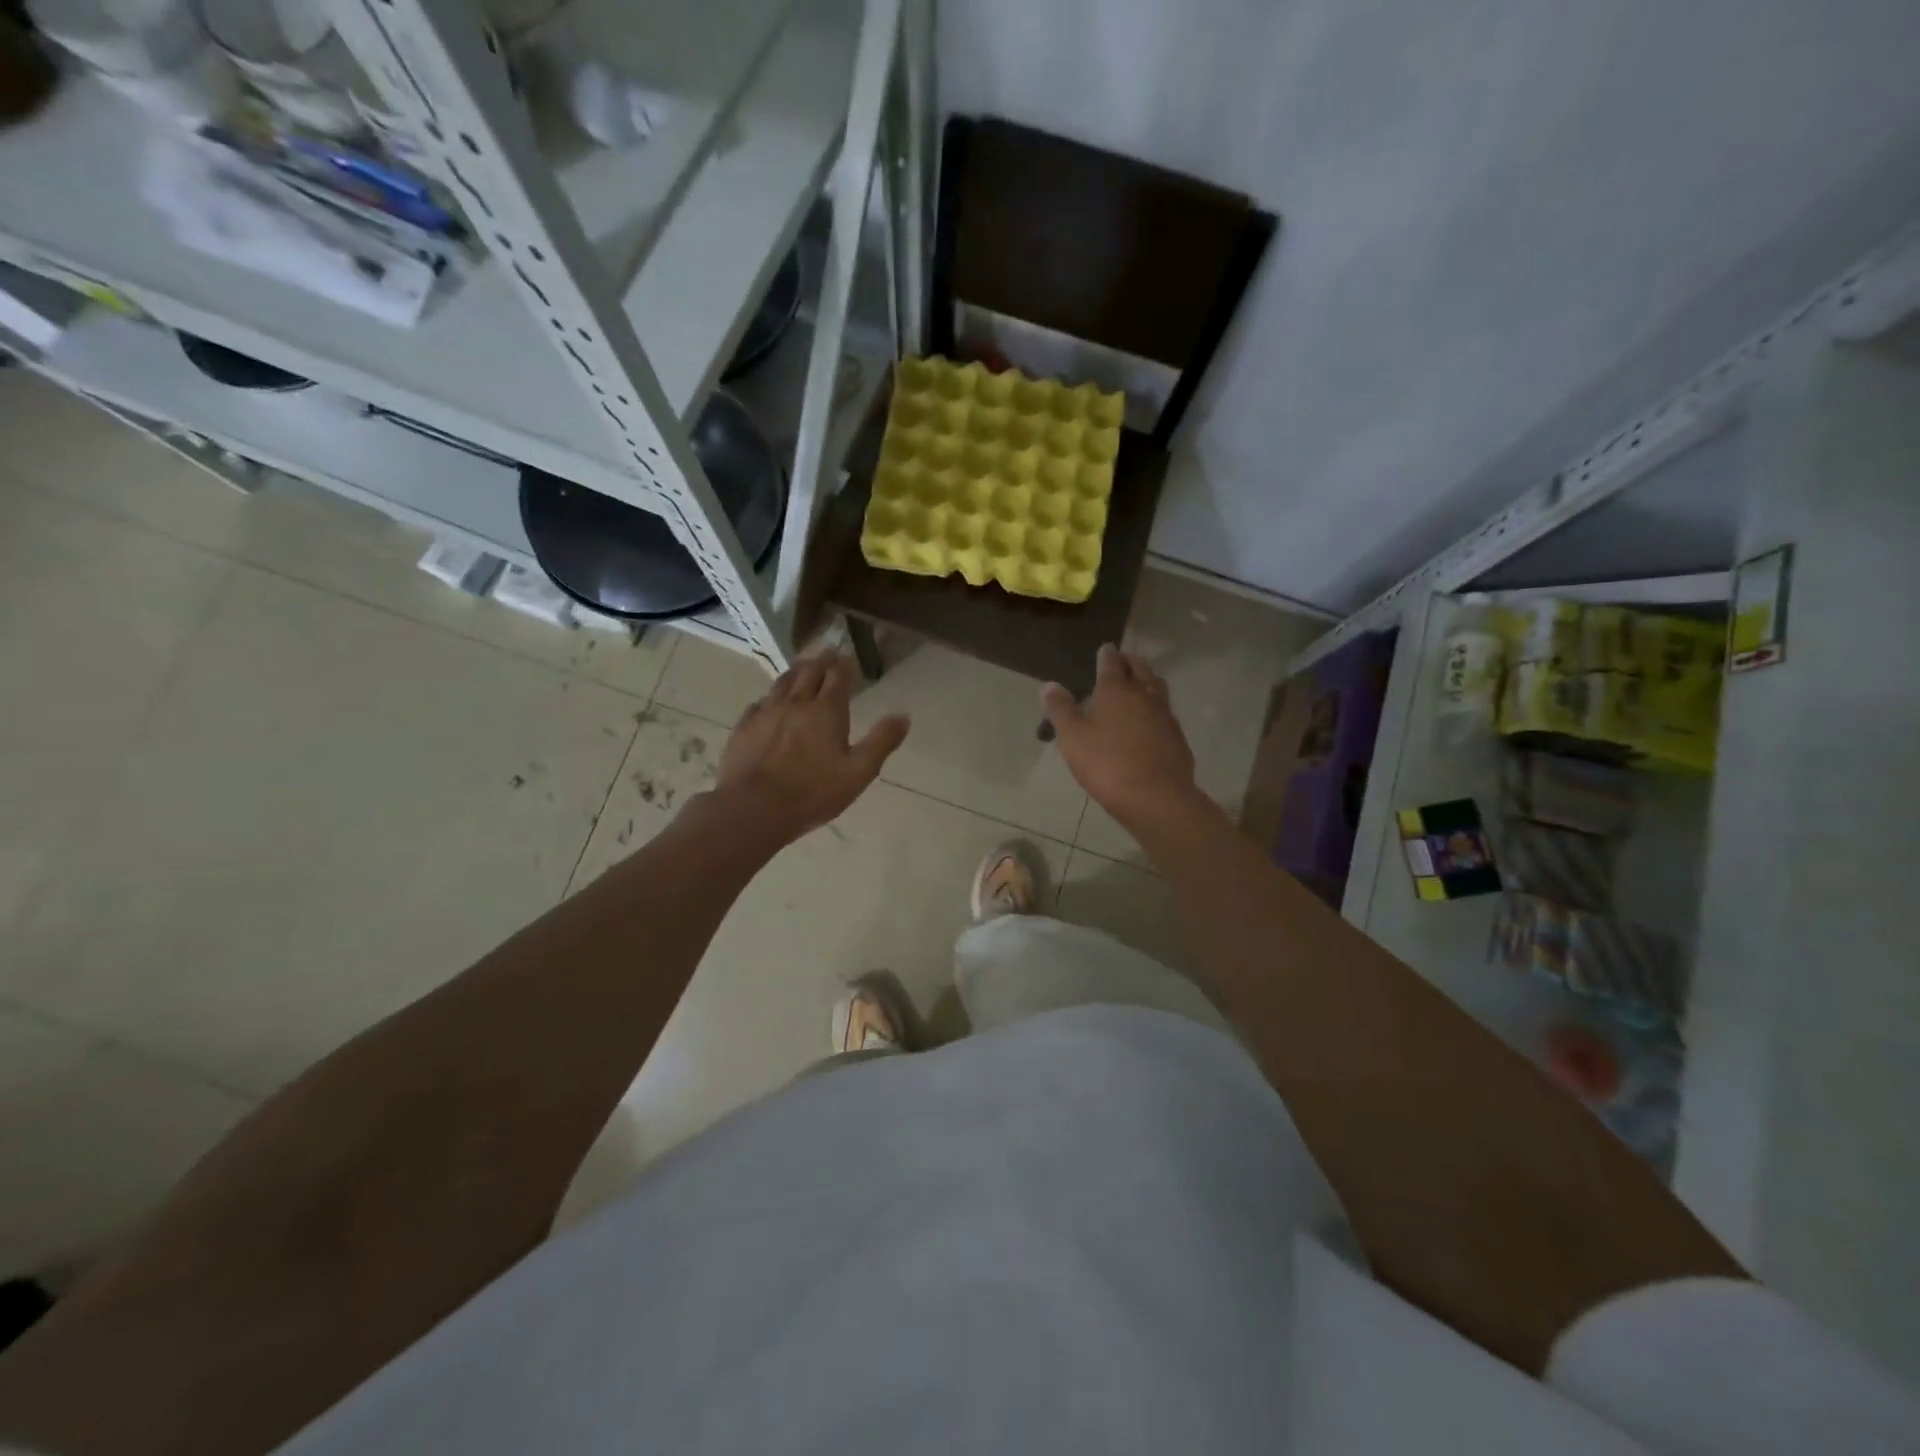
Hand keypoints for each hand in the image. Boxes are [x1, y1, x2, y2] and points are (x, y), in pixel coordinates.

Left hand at [715, 653, 908, 841]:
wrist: (754, 808)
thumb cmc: (813, 792)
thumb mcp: (859, 772)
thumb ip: (881, 741)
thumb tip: (903, 715)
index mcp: (826, 710)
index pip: (837, 676)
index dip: (843, 664)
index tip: (846, 655)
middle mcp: (796, 703)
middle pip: (809, 672)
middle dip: (821, 661)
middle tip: (827, 653)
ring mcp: (766, 713)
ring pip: (782, 682)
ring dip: (795, 672)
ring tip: (801, 667)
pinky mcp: (744, 727)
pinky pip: (759, 703)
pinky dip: (770, 697)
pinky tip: (769, 702)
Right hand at [1042, 644, 1199, 825]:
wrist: (1156, 797)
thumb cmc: (1107, 764)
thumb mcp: (1072, 738)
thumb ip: (1061, 709)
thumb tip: (1049, 685)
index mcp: (1116, 690)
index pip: (1111, 662)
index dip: (1106, 654)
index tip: (1104, 649)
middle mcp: (1144, 695)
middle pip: (1139, 669)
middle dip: (1130, 662)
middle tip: (1122, 661)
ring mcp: (1165, 715)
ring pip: (1157, 687)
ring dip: (1146, 680)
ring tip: (1138, 684)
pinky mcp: (1177, 736)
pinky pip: (1165, 712)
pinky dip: (1156, 707)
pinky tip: (1150, 720)